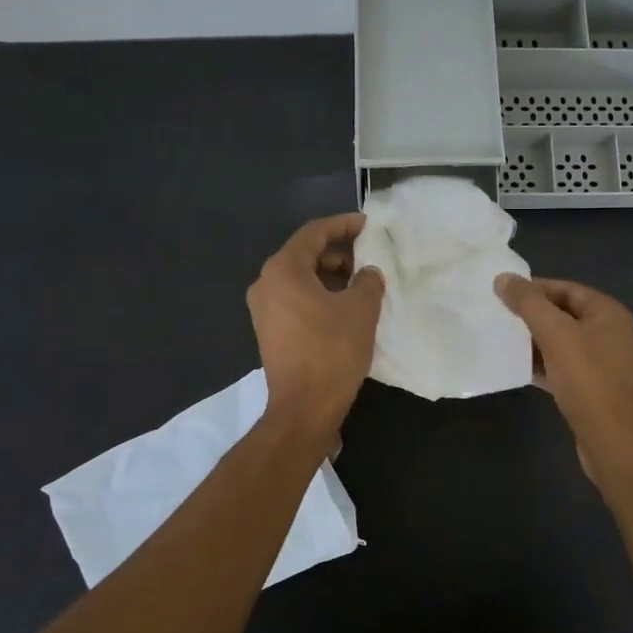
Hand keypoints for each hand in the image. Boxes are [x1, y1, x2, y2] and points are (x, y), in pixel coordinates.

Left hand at [248, 214, 384, 441]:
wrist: (304, 408)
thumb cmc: (332, 351)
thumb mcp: (361, 309)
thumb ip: (368, 280)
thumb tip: (367, 274)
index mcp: (283, 270)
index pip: (314, 233)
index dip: (343, 225)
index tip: (367, 224)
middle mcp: (266, 283)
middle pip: (305, 254)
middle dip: (339, 253)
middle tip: (369, 258)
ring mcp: (264, 309)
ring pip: (301, 279)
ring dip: (331, 277)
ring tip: (362, 285)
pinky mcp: (270, 330)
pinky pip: (296, 299)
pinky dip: (320, 296)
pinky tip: (345, 308)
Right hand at [494, 274, 632, 480]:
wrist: (614, 443)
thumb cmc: (589, 381)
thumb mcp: (556, 335)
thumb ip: (529, 303)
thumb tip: (503, 278)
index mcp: (608, 313)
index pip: (567, 288)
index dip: (535, 288)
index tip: (502, 293)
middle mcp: (610, 334)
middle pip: (564, 314)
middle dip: (532, 315)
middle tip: (497, 316)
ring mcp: (603, 363)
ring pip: (562, 343)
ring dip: (534, 341)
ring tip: (501, 339)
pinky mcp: (593, 389)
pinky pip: (563, 367)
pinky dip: (542, 365)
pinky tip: (517, 368)